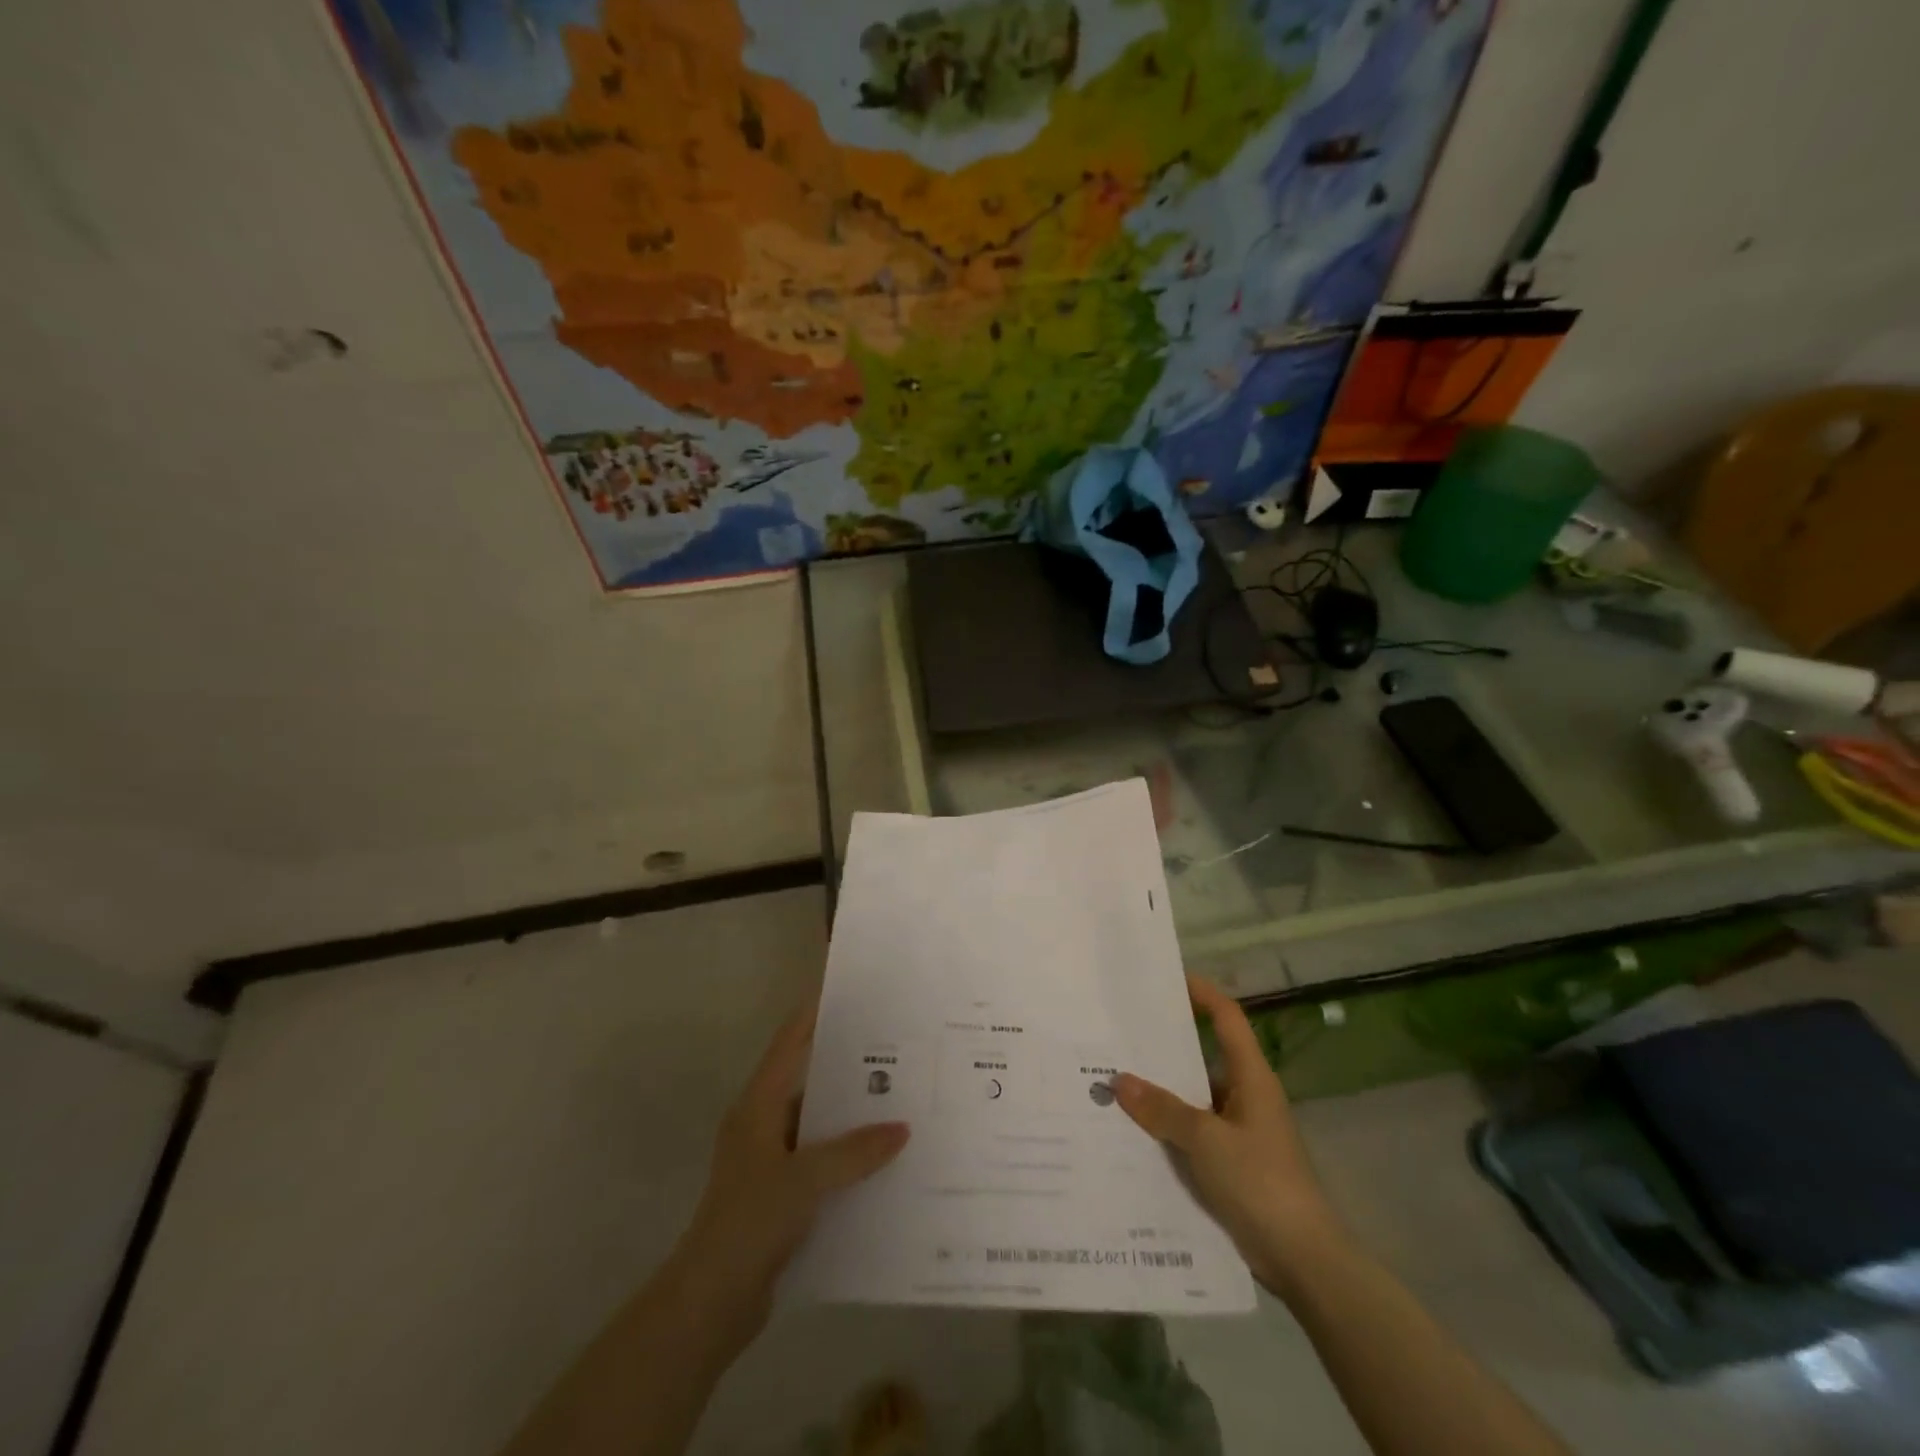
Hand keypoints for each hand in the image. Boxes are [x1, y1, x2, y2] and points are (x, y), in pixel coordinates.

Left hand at [675, 999, 908, 1334]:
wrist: (709, 1302)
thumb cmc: (750, 1221)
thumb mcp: (806, 1179)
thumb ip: (855, 1152)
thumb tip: (902, 1129)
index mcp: (757, 1107)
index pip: (788, 1046)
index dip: (812, 1016)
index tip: (844, 992)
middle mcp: (761, 1126)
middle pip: (807, 1083)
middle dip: (846, 1069)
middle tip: (893, 1050)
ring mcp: (768, 1163)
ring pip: (816, 1126)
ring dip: (849, 1119)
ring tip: (898, 1103)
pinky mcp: (777, 1198)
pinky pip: (818, 1163)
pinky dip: (845, 1159)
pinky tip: (881, 1163)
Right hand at [1113, 976, 1344, 1294]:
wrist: (1303, 1259)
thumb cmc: (1260, 1182)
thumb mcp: (1205, 1140)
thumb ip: (1162, 1110)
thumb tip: (1120, 1080)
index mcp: (1251, 1078)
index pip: (1227, 1018)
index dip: (1202, 994)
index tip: (1167, 980)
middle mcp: (1246, 1096)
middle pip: (1204, 1056)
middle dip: (1166, 1046)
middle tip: (1122, 1034)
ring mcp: (1240, 1131)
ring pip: (1195, 1098)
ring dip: (1162, 1092)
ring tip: (1115, 1081)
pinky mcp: (1233, 1163)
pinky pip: (1194, 1132)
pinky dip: (1168, 1128)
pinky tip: (1134, 1132)